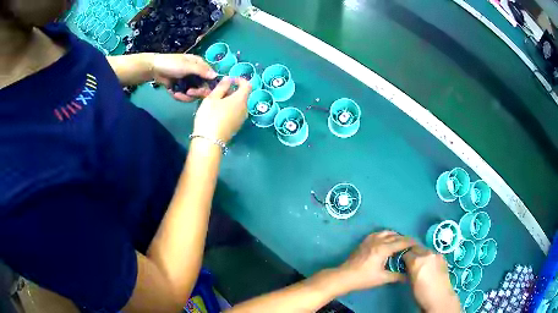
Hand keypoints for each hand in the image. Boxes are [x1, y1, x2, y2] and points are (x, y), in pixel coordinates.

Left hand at [152, 53, 217, 101]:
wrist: (154, 69)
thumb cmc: (172, 63)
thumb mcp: (187, 66)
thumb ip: (201, 71)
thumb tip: (216, 75)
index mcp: (200, 65)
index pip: (210, 77)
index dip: (208, 86)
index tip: (201, 91)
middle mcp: (196, 74)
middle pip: (202, 88)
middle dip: (194, 93)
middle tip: (188, 93)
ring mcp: (188, 81)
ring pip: (193, 94)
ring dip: (185, 96)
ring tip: (177, 94)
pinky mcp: (181, 88)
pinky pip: (184, 95)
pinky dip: (179, 96)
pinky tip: (173, 93)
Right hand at [192, 77, 250, 142]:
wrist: (209, 142)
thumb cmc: (210, 116)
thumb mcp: (212, 98)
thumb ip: (222, 86)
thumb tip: (229, 79)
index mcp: (241, 99)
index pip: (247, 85)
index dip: (239, 80)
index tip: (228, 79)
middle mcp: (245, 109)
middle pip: (240, 95)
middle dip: (228, 91)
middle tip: (214, 91)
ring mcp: (241, 119)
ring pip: (236, 104)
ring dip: (226, 100)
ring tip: (211, 101)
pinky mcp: (235, 127)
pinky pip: (233, 112)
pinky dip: (226, 108)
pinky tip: (214, 111)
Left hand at [336, 231, 414, 292]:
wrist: (344, 276)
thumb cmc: (364, 278)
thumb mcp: (382, 278)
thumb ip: (397, 276)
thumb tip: (408, 276)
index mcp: (384, 248)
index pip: (402, 242)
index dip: (412, 242)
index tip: (418, 245)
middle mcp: (378, 240)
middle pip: (396, 236)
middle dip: (405, 239)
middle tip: (411, 246)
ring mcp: (370, 239)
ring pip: (387, 232)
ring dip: (396, 236)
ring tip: (400, 243)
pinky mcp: (364, 241)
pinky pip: (378, 233)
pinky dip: (386, 235)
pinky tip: (387, 241)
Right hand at [402, 245, 459, 312]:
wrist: (440, 298)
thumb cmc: (421, 294)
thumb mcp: (410, 283)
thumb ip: (409, 271)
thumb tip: (408, 267)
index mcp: (416, 261)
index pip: (406, 254)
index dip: (403, 258)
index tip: (402, 263)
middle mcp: (426, 254)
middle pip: (416, 247)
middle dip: (412, 253)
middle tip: (410, 261)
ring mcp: (436, 255)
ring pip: (425, 250)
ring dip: (421, 254)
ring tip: (421, 264)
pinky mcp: (443, 258)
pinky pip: (433, 255)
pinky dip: (429, 258)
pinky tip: (430, 267)